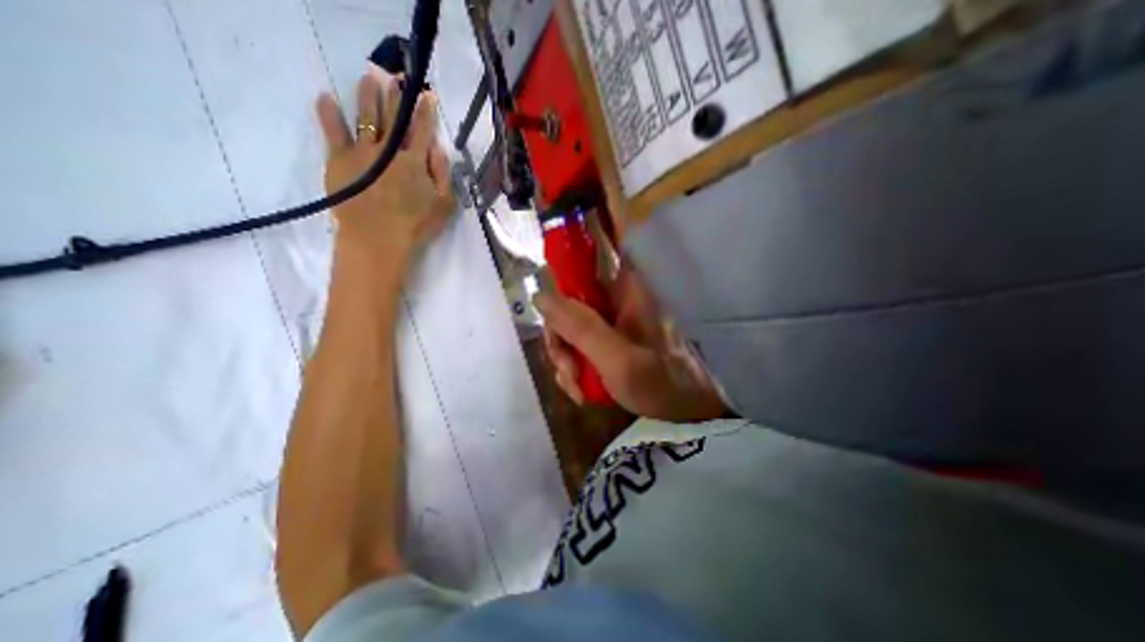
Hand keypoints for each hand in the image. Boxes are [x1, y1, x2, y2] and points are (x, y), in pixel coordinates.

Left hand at [317, 69, 457, 266]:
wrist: (379, 239)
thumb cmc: (416, 225)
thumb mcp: (444, 205)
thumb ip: (442, 175)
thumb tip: (438, 149)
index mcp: (415, 162)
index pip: (422, 130)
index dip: (425, 111)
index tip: (426, 95)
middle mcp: (389, 150)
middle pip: (393, 118)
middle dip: (396, 96)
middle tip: (395, 78)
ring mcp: (362, 152)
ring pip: (366, 117)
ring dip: (367, 96)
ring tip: (367, 78)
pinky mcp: (339, 160)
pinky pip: (333, 131)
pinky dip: (328, 113)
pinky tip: (326, 97)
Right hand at [535, 267, 723, 420]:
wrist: (685, 412)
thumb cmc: (660, 383)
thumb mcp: (617, 358)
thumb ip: (579, 327)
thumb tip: (540, 296)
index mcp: (624, 290)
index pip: (583, 262)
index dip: (559, 279)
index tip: (550, 317)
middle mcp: (615, 300)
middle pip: (567, 304)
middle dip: (560, 340)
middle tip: (569, 370)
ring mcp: (611, 322)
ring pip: (569, 328)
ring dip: (567, 360)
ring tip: (579, 387)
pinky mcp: (609, 341)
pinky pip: (578, 346)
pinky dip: (575, 369)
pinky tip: (584, 390)